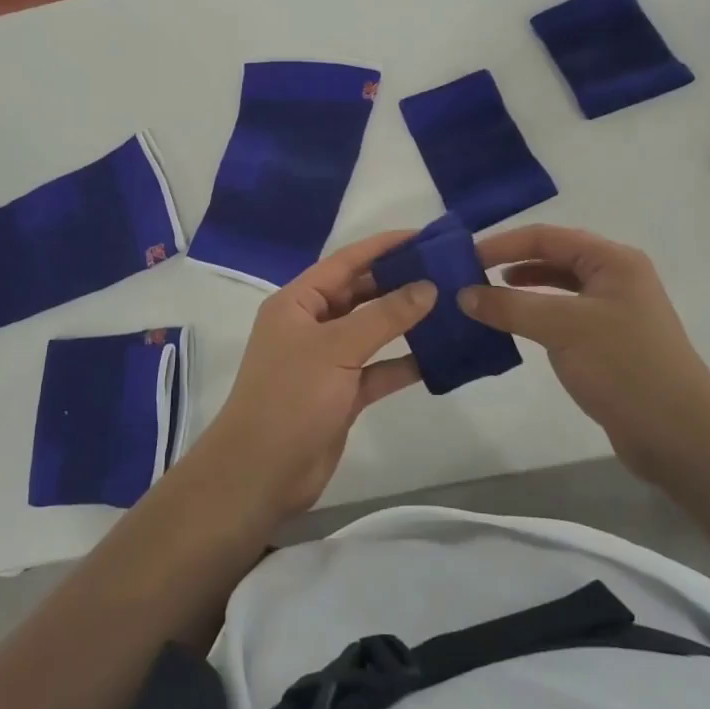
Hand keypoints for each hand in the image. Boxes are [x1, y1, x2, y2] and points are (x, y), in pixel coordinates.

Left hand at [200, 232, 435, 519]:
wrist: (261, 472)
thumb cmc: (291, 396)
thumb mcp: (337, 347)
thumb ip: (384, 316)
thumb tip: (427, 285)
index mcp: (297, 302)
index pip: (345, 262)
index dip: (382, 247)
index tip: (423, 236)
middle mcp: (310, 325)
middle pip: (359, 294)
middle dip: (398, 282)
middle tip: (445, 271)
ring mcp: (326, 361)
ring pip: (371, 332)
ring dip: (404, 322)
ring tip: (449, 307)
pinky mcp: (341, 394)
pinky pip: (377, 370)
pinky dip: (402, 363)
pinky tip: (438, 357)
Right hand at [460, 225, 709, 481]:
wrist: (682, 437)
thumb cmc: (623, 367)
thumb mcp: (561, 328)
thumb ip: (509, 306)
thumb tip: (463, 294)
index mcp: (612, 260)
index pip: (546, 237)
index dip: (502, 244)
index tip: (463, 258)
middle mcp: (615, 277)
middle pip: (552, 257)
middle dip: (510, 263)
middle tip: (468, 276)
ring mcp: (614, 311)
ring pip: (557, 288)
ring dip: (521, 290)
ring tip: (485, 299)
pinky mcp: (610, 343)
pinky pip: (563, 316)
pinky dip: (535, 316)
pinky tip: (514, 328)